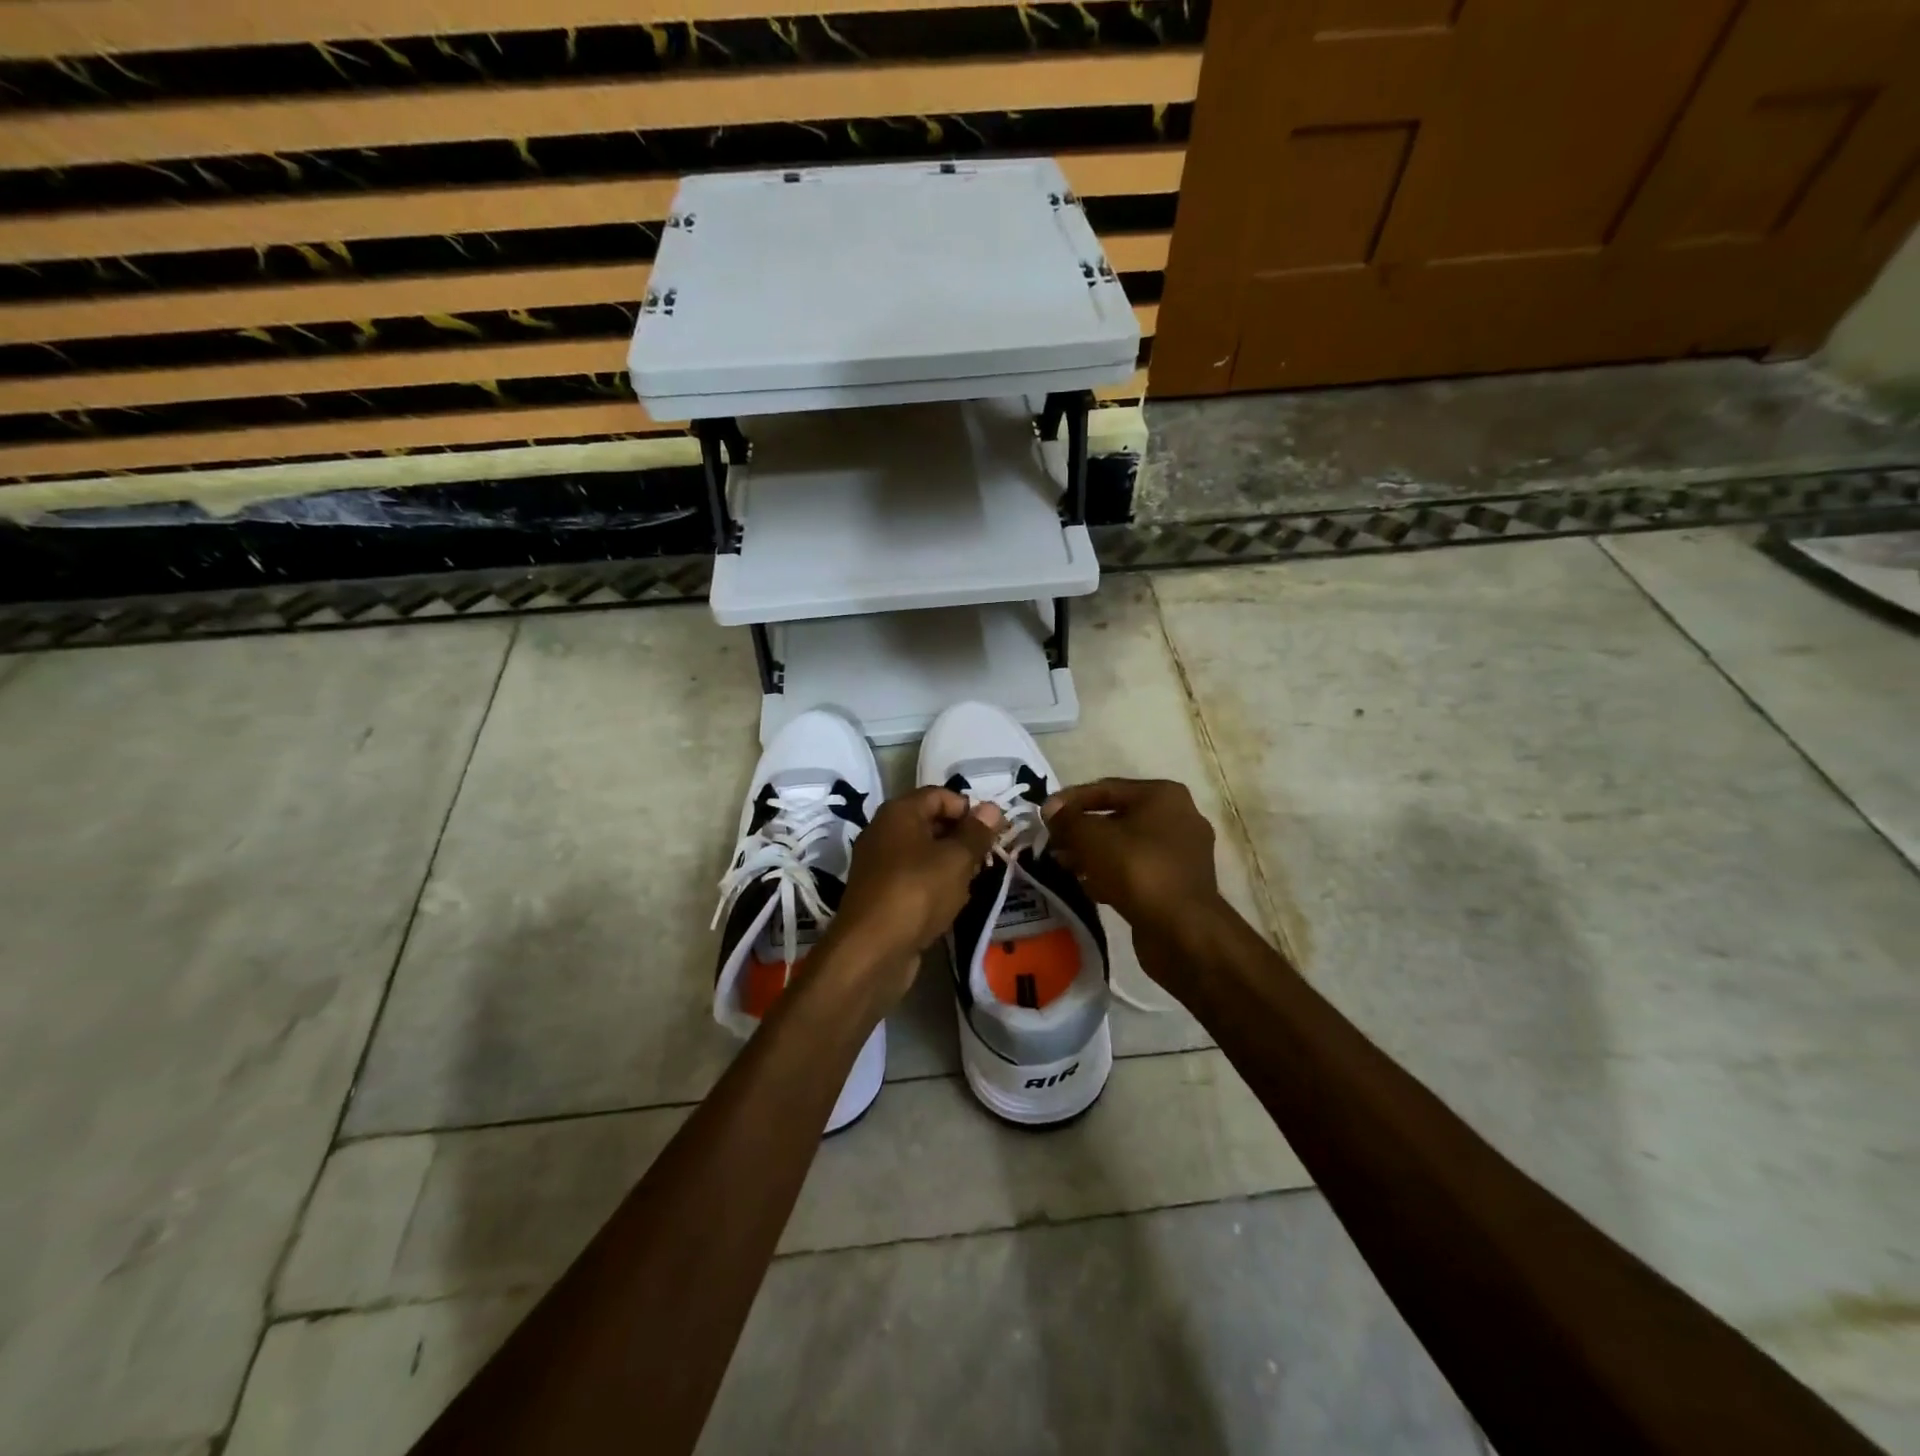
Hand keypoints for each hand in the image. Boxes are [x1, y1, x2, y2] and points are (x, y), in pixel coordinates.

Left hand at [816, 788, 1001, 1010]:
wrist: (871, 951)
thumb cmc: (917, 892)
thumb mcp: (957, 859)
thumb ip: (977, 832)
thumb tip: (992, 808)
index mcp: (898, 812)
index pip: (939, 795)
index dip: (969, 809)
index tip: (993, 831)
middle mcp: (884, 831)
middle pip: (931, 822)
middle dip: (963, 837)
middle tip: (988, 857)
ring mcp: (879, 865)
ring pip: (924, 853)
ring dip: (952, 864)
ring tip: (975, 881)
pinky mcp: (881, 894)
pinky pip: (915, 878)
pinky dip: (935, 885)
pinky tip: (953, 903)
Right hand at [1043, 779, 1228, 964]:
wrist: (1183, 930)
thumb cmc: (1137, 870)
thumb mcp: (1092, 838)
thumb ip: (1067, 820)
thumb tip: (1050, 809)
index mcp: (1162, 795)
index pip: (1106, 788)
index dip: (1070, 800)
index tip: (1044, 815)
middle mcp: (1178, 817)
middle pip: (1117, 817)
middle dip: (1081, 831)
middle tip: (1053, 844)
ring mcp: (1181, 853)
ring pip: (1126, 846)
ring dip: (1093, 854)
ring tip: (1064, 866)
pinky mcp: (1178, 883)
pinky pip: (1137, 870)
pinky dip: (1112, 874)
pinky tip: (1089, 888)